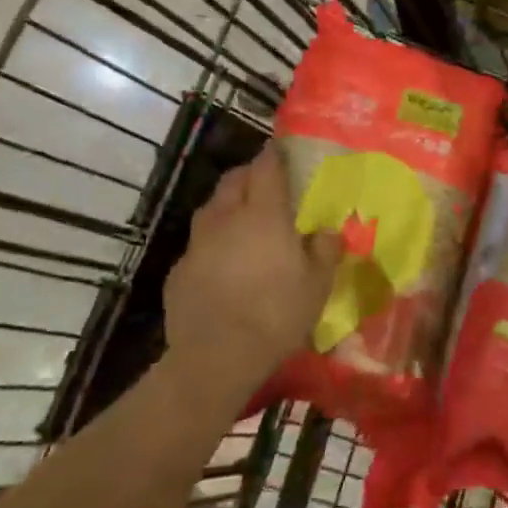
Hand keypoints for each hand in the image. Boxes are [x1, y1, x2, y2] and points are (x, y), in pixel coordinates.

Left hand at [162, 145, 341, 393]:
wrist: (215, 358)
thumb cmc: (276, 314)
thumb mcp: (317, 284)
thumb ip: (326, 250)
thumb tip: (329, 231)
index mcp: (264, 214)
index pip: (267, 167)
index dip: (275, 154)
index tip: (282, 149)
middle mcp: (227, 218)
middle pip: (234, 180)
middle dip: (249, 174)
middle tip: (266, 183)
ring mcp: (197, 244)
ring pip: (211, 208)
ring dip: (228, 205)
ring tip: (243, 219)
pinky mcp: (179, 271)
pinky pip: (198, 243)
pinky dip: (213, 242)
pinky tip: (223, 263)